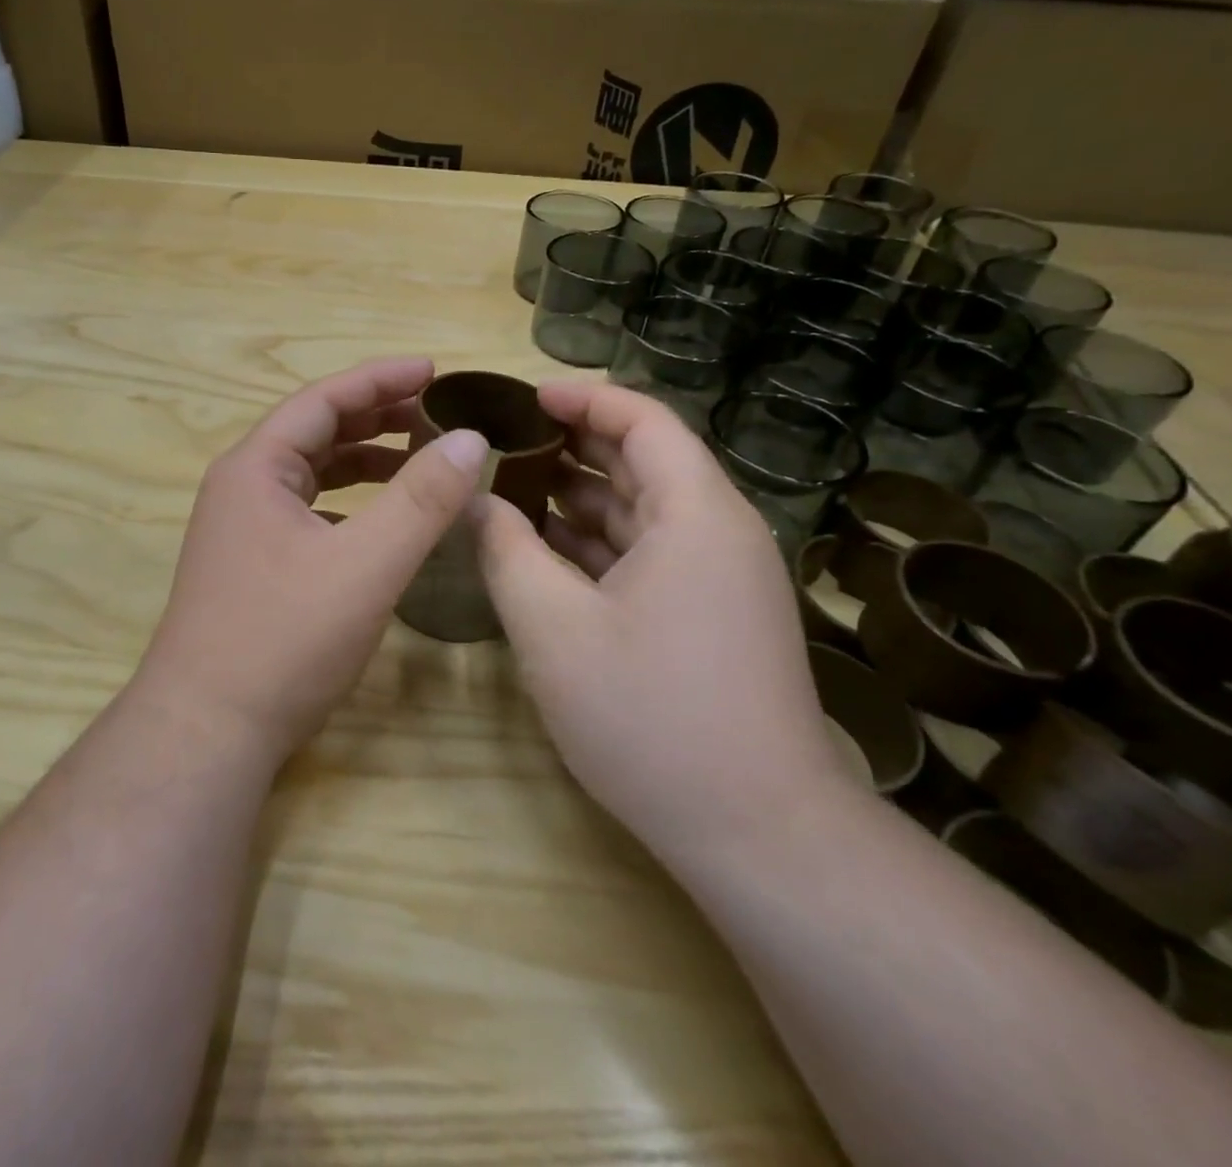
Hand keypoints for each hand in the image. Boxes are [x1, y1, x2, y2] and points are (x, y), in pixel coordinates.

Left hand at [137, 357, 488, 761]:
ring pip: (312, 474)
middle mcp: (242, 487)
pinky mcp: (252, 565)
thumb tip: (471, 438)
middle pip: (316, 431)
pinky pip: (308, 512)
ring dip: (365, 460)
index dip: (381, 378)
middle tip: (437, 413)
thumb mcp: (366, 565)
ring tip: (420, 457)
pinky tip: (381, 520)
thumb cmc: (284, 639)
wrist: (207, 731)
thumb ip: (422, 499)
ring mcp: (242, 528)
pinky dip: (350, 502)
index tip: (435, 369)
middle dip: (377, 416)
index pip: (324, 399)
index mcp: (257, 467)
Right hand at [472, 382, 854, 864]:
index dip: (582, 399)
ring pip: (643, 512)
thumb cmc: (649, 716)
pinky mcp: (712, 616)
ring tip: (510, 488)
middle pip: (644, 462)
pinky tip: (546, 551)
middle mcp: (718, 532)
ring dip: (579, 497)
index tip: (523, 398)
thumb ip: (505, 549)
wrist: (757, 833)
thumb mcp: (552, 627)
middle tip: (502, 442)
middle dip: (572, 446)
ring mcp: (720, 578)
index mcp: (695, 514)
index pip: (643, 421)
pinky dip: (598, 543)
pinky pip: (649, 555)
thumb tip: (474, 499)